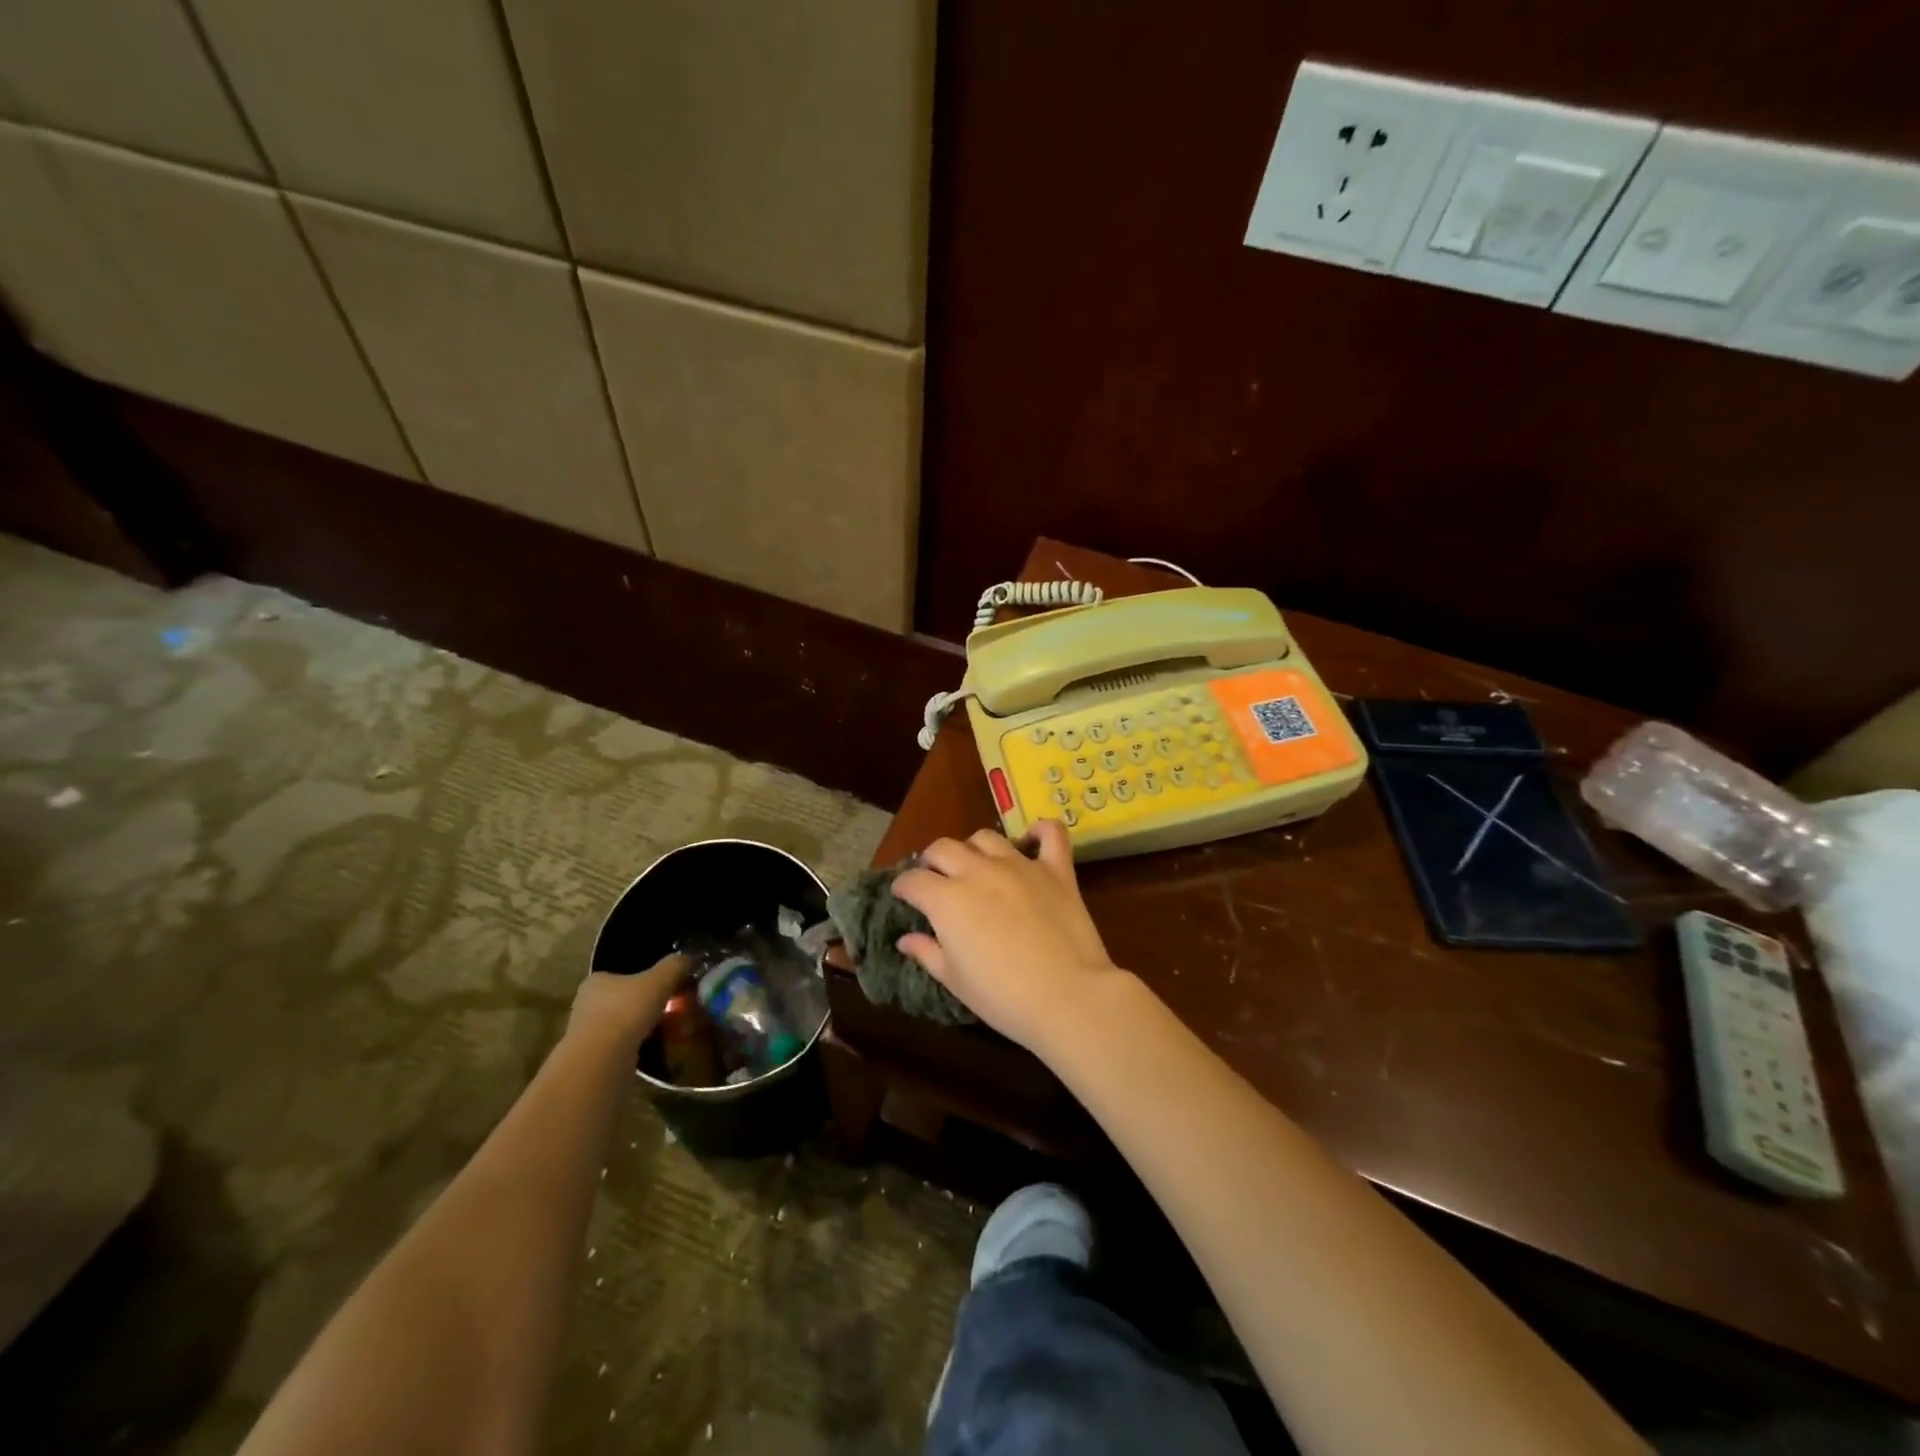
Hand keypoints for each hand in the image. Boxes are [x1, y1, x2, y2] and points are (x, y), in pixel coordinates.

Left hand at [567, 953, 691, 1051]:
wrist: (601, 1061)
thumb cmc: (627, 1010)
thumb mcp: (660, 979)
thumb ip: (676, 965)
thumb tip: (690, 959)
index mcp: (597, 982)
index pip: (624, 975)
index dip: (648, 979)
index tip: (669, 987)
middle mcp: (587, 1005)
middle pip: (625, 1000)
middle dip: (648, 1006)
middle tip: (673, 1010)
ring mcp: (587, 1035)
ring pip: (624, 1026)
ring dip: (645, 1028)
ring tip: (670, 1032)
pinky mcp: (594, 1061)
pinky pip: (624, 1048)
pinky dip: (641, 1048)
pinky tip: (657, 1051)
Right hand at [893, 820, 1122, 1054]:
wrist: (1068, 997)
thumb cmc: (1003, 997)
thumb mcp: (955, 981)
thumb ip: (927, 953)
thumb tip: (906, 939)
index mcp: (947, 899)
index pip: (913, 880)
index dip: (903, 887)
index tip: (902, 896)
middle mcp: (979, 871)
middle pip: (944, 848)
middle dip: (932, 860)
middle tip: (935, 878)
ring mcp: (1020, 866)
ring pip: (987, 837)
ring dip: (974, 848)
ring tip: (976, 865)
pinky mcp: (1056, 870)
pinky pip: (1050, 834)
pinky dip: (1040, 831)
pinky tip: (1032, 840)